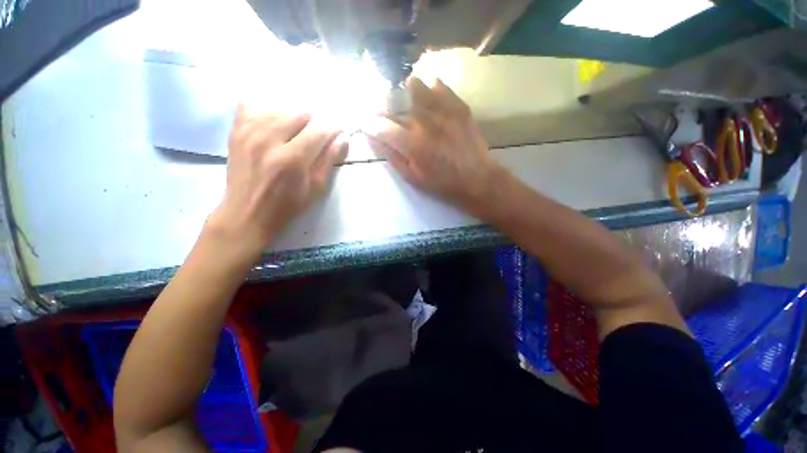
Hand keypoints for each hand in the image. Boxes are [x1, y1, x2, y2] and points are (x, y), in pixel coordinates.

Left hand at [208, 104, 346, 257]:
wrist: (247, 212)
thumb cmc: (288, 204)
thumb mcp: (316, 188)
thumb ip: (329, 161)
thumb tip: (342, 138)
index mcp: (292, 159)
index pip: (319, 130)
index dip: (333, 129)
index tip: (338, 133)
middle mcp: (269, 140)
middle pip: (300, 112)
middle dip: (315, 121)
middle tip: (318, 133)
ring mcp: (249, 132)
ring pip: (278, 104)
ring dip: (295, 111)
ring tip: (301, 124)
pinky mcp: (237, 130)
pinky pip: (251, 101)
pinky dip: (266, 101)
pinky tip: (275, 109)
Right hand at [366, 77, 501, 215]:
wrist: (476, 178)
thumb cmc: (442, 183)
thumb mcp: (412, 177)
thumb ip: (392, 156)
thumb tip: (374, 139)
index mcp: (411, 143)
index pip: (381, 126)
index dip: (370, 124)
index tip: (368, 125)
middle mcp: (424, 121)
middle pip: (394, 104)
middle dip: (384, 109)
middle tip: (385, 116)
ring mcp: (443, 110)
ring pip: (415, 86)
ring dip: (405, 94)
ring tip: (408, 103)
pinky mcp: (458, 105)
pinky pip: (439, 85)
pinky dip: (430, 89)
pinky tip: (430, 98)